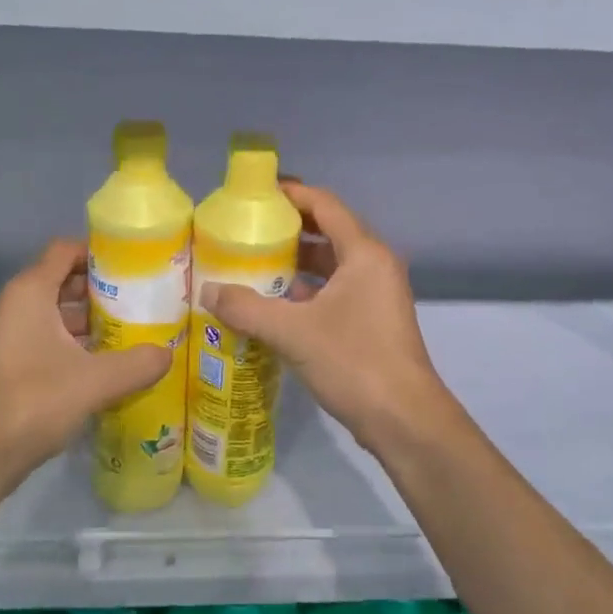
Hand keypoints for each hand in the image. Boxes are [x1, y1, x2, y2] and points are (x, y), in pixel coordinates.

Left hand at [0, 240, 170, 487]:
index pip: (67, 250)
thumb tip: (168, 354)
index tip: (137, 264)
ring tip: (139, 327)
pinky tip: (115, 360)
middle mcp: (21, 304)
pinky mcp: (19, 362)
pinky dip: (83, 342)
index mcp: (31, 292)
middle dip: (106, 287)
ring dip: (97, 318)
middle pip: (67, 279)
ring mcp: (17, 334)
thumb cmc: (35, 399)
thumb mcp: (96, 380)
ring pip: (62, 312)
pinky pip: (56, 338)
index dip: (100, 252)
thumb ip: (138, 363)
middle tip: (147, 297)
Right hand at [200, 183, 451, 454]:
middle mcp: (374, 266)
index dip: (292, 194)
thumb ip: (247, 308)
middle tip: (246, 230)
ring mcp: (377, 295)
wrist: (404, 420)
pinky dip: (306, 291)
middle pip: (329, 232)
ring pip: (331, 266)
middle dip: (288, 229)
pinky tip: (274, 305)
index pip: (325, 206)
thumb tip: (208, 291)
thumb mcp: (293, 332)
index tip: (256, 194)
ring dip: (296, 263)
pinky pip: (335, 292)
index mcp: (364, 254)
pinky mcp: (372, 322)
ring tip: (252, 264)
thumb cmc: (353, 362)